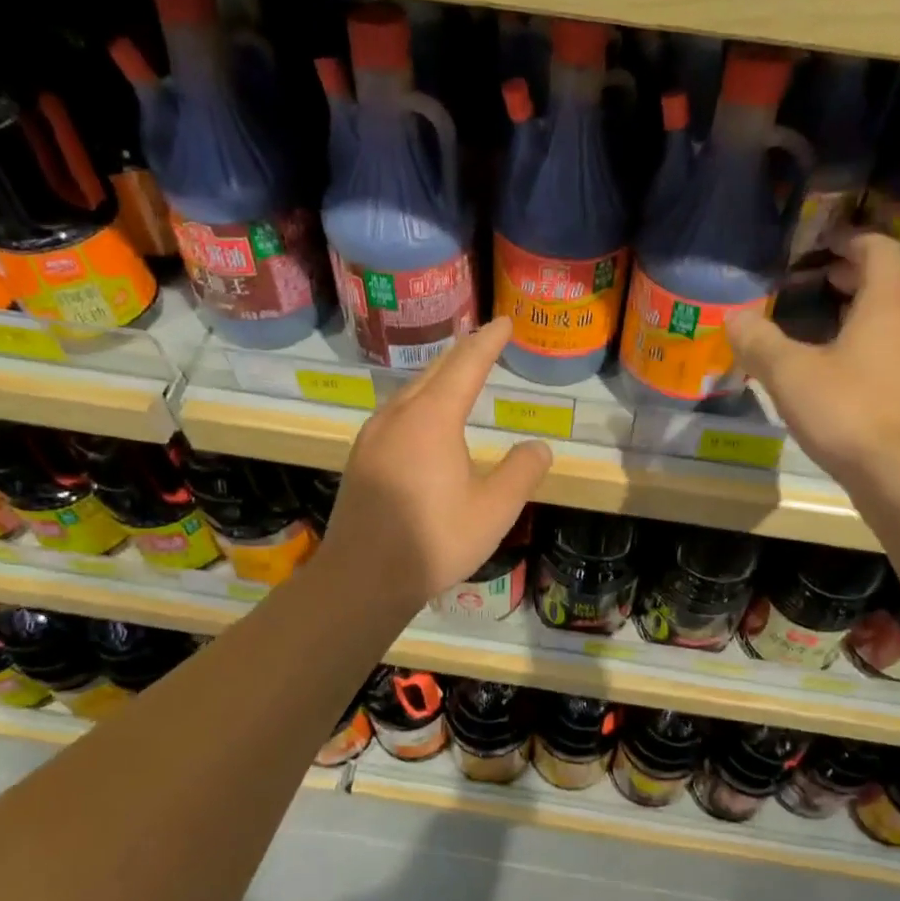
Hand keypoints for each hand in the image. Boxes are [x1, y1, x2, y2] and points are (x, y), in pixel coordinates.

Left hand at [319, 317, 553, 612]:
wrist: (362, 578)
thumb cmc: (434, 541)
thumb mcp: (493, 510)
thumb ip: (521, 472)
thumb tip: (538, 446)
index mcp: (432, 419)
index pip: (466, 365)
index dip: (488, 341)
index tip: (505, 322)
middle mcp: (397, 416)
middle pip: (434, 372)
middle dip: (462, 354)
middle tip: (484, 341)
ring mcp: (372, 437)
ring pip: (410, 393)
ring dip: (437, 379)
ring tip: (457, 376)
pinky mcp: (361, 459)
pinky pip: (396, 415)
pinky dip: (419, 404)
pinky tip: (423, 422)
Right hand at [730, 232, 899, 483]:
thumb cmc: (847, 410)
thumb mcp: (789, 374)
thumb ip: (759, 342)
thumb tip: (734, 318)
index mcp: (885, 303)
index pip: (879, 249)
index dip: (851, 240)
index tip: (821, 246)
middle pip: (886, 283)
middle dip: (851, 276)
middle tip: (813, 281)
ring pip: (887, 320)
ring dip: (856, 313)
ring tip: (817, 324)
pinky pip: (887, 352)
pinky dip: (861, 345)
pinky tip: (831, 372)